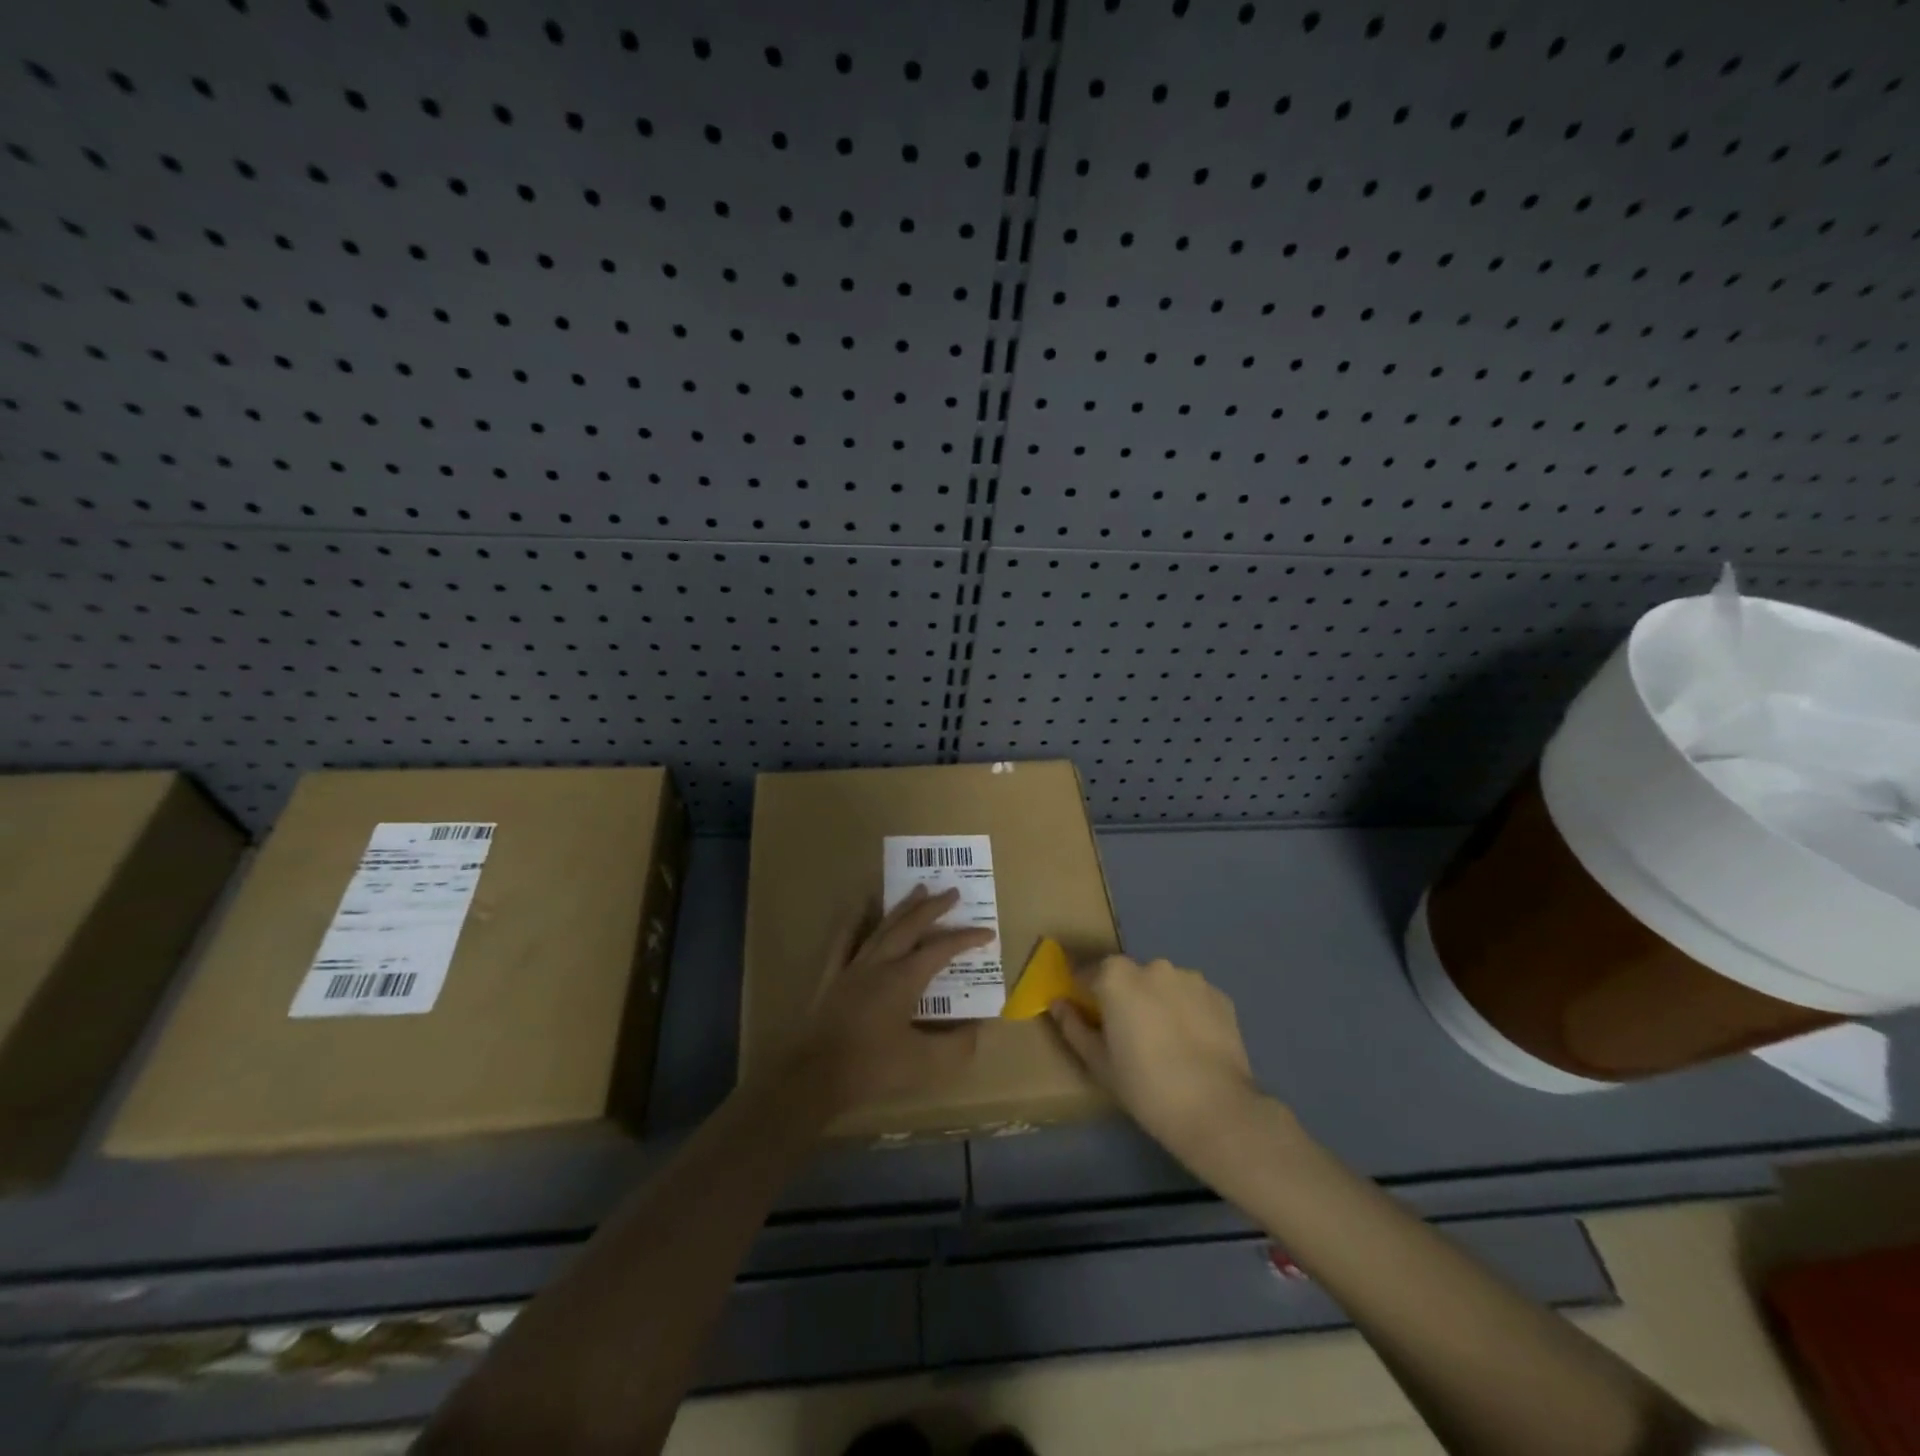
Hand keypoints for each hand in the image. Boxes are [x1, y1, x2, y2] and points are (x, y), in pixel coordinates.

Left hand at [786, 886, 993, 1115]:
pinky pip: (845, 939)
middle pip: (911, 926)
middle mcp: (880, 963)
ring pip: (883, 927)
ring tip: (918, 889)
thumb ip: (958, 1045)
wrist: (815, 1075)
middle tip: (952, 892)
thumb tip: (980, 1027)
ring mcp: (853, 966)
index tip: (988, 932)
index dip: (966, 939)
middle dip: (934, 907)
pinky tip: (861, 905)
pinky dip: (856, 919)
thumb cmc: (872, 1068)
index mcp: (904, 978)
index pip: (942, 950)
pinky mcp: (832, 976)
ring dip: (903, 907)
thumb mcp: (925, 1064)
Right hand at [1050, 955, 1268, 1172]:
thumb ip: (1073, 1026)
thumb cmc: (1145, 1087)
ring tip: (1165, 1041)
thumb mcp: (1098, 1062)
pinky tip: (1191, 1043)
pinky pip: (1191, 996)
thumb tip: (1058, 1004)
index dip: (1083, 993)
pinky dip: (1186, 1010)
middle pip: (1127, 975)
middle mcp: (1152, 966)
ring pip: (1162, 984)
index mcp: (1116, 977)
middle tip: (1127, 1034)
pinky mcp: (1219, 995)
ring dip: (1157, 1001)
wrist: (1216, 1110)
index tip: (1086, 1016)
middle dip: (1123, 996)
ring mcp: (1190, 978)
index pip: (1088, 973)